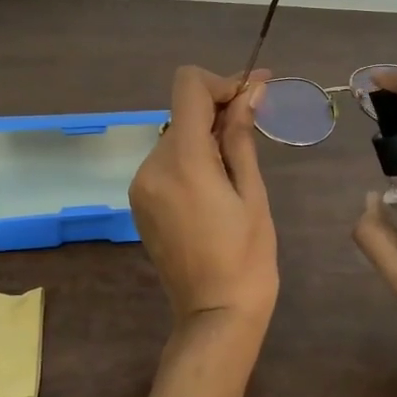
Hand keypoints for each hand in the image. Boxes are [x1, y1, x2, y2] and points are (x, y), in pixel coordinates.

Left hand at [129, 66, 278, 351]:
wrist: (215, 315)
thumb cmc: (247, 257)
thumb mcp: (252, 193)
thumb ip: (241, 137)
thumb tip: (249, 91)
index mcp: (183, 161)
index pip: (188, 87)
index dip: (221, 81)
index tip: (251, 95)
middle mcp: (152, 165)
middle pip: (183, 111)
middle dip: (219, 109)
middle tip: (256, 120)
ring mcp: (141, 185)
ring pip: (176, 136)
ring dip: (205, 135)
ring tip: (238, 162)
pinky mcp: (140, 201)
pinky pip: (166, 162)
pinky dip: (191, 158)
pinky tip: (215, 182)